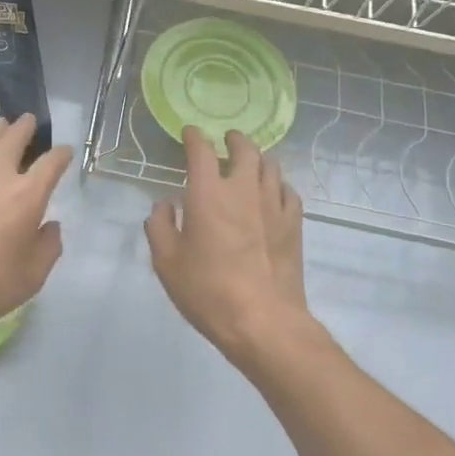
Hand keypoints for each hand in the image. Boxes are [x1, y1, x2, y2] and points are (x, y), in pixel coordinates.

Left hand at [0, 115, 70, 349]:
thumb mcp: (32, 277)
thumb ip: (48, 247)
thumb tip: (51, 226)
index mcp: (27, 196)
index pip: (50, 165)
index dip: (61, 155)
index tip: (65, 151)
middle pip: (13, 141)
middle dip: (24, 128)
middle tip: (29, 119)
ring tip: (2, 123)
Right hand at [145, 128, 313, 370]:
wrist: (263, 321)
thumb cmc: (207, 290)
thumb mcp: (166, 262)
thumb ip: (160, 227)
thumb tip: (165, 206)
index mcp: (208, 193)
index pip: (201, 151)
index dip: (194, 137)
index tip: (190, 134)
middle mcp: (243, 189)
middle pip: (245, 149)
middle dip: (234, 140)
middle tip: (227, 141)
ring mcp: (274, 205)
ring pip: (271, 166)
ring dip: (258, 160)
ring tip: (250, 164)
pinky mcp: (294, 225)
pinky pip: (288, 191)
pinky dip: (277, 185)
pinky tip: (272, 194)